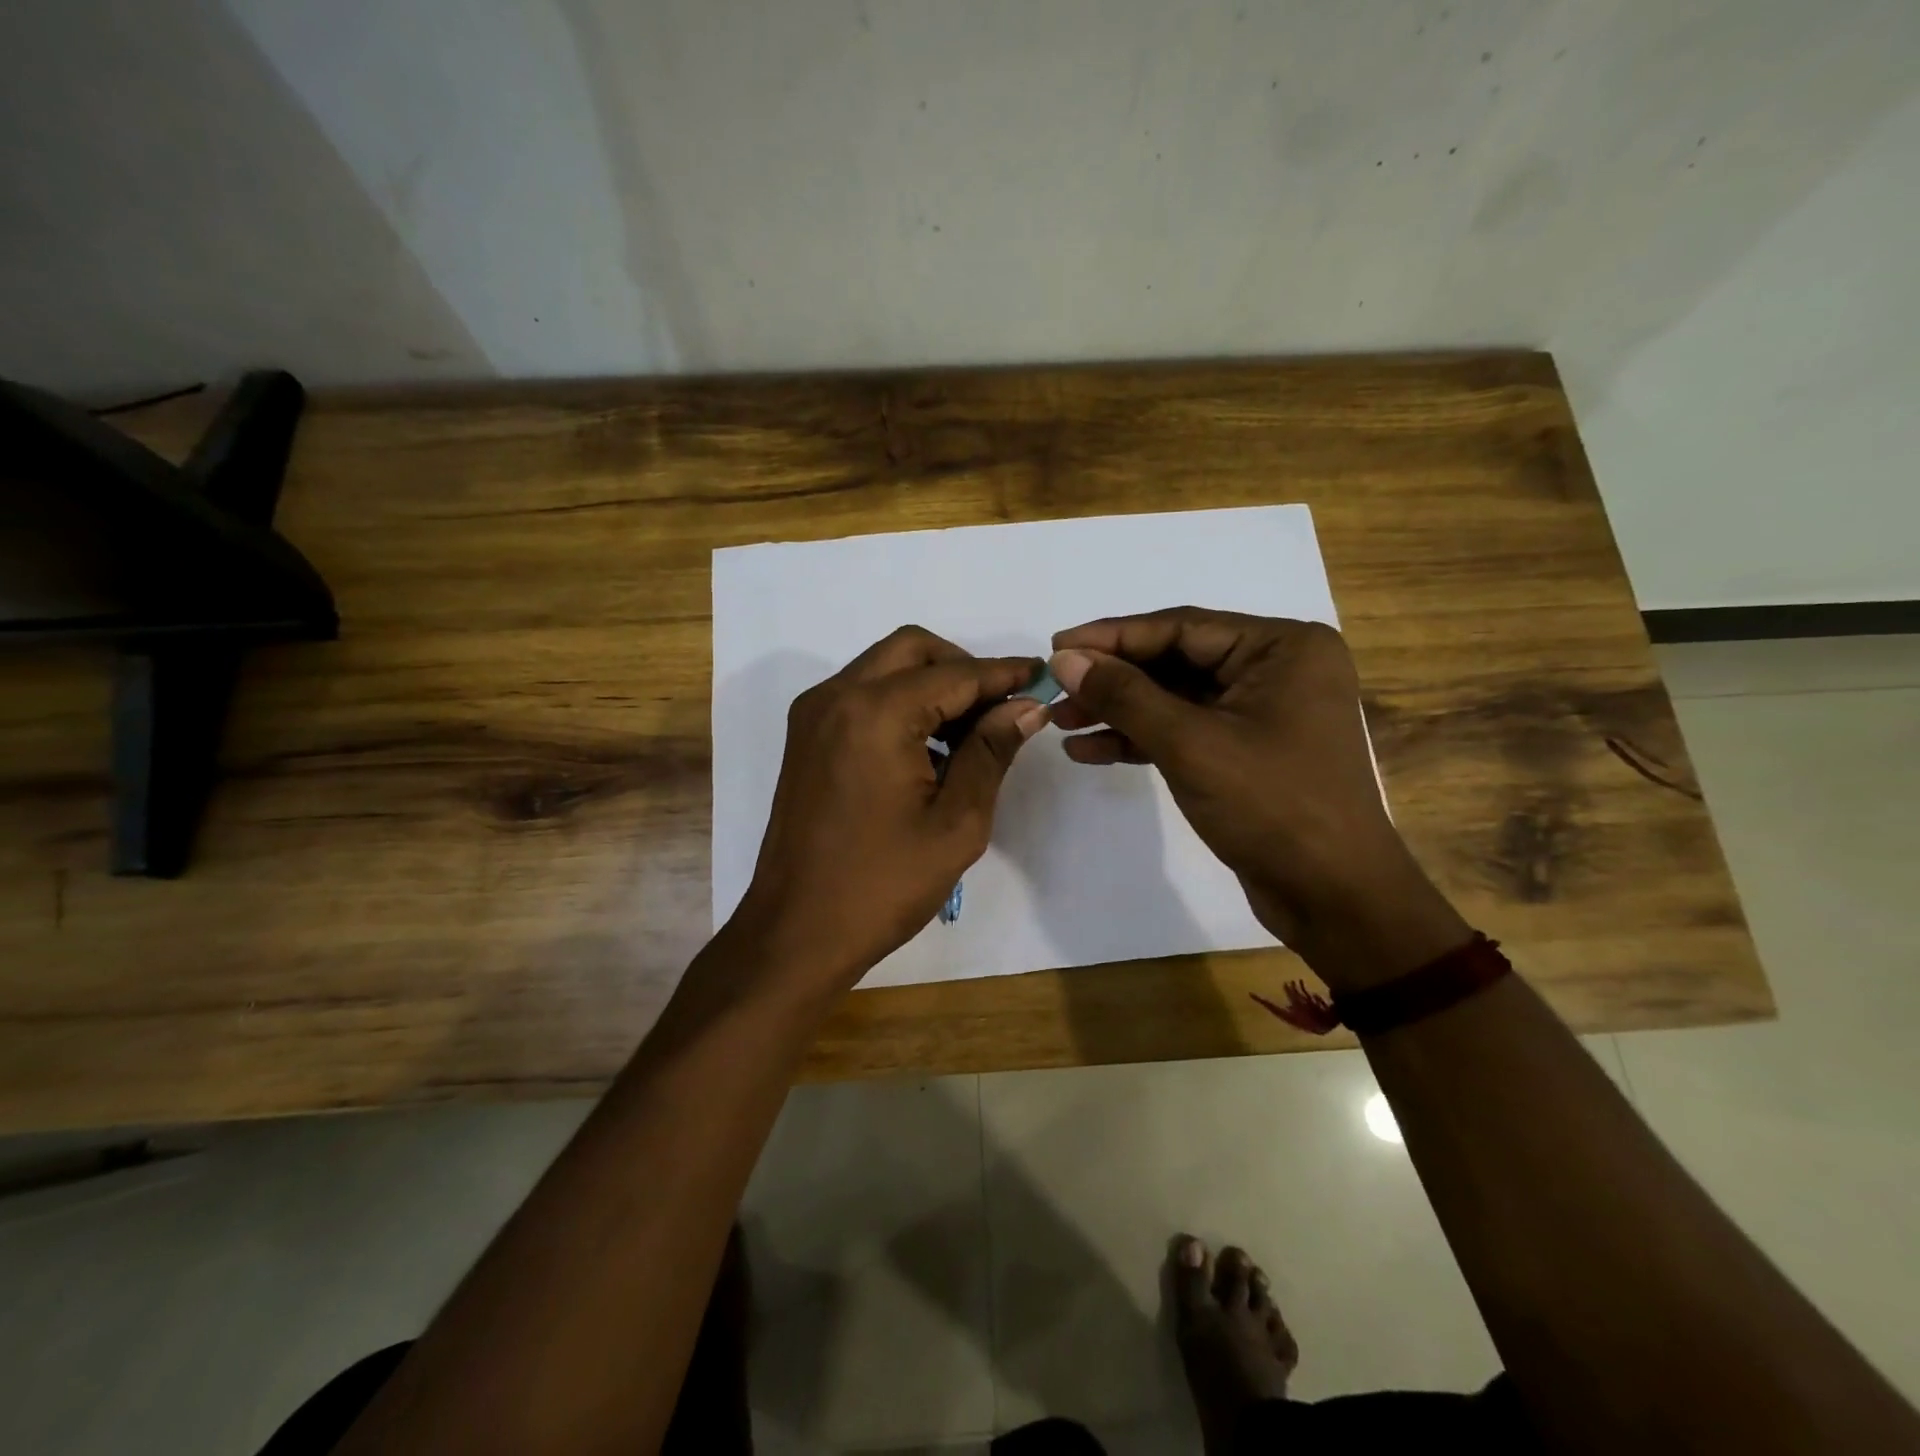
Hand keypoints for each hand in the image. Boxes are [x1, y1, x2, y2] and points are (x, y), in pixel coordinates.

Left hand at [729, 626, 1050, 995]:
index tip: (1043, 676)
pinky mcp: (806, 737)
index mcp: (874, 713)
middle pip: (913, 650)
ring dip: (931, 684)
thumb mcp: (956, 822)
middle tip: (1002, 708)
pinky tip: (929, 747)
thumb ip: (991, 752)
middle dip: (964, 668)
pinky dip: (900, 702)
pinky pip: (861, 694)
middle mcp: (836, 696)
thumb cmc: (882, 885)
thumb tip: (1027, 707)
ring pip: (884, 667)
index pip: (955, 674)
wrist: (796, 932)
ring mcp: (814, 715)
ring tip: (971, 734)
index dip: (1004, 674)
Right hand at [1048, 608, 1467, 989]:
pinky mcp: (1244, 751)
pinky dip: (1139, 740)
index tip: (1055, 647)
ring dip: (1118, 711)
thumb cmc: (1271, 806)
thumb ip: (1124, 696)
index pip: (1181, 627)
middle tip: (1053, 689)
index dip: (1112, 636)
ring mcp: (1261, 712)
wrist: (1332, 898)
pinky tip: (1089, 750)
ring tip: (1061, 722)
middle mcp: (1275, 669)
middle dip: (1112, 679)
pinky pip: (1183, 731)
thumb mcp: (1190, 744)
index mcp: (1281, 647)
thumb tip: (1064, 659)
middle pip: (1174, 661)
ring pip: (1174, 698)